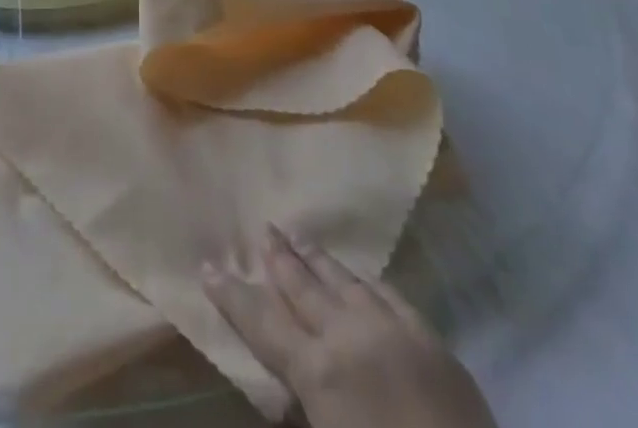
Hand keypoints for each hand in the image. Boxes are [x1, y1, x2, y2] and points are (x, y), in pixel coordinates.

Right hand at [203, 225, 497, 427]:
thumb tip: (289, 397)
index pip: (262, 324)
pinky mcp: (430, 336)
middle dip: (279, 258)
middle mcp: (347, 336)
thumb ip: (304, 412)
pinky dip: (366, 281)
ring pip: (343, 280)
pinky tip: (360, 275)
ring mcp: (391, 329)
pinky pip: (388, 294)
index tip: (207, 266)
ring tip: (299, 235)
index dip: (232, 296)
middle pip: (302, 287)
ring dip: (317, 259)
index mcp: (318, 372)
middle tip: (264, 228)